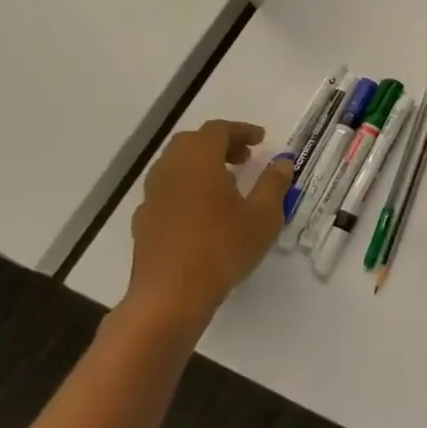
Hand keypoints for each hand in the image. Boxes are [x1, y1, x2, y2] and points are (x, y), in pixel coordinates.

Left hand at [127, 120, 293, 327]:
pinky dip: (187, 188)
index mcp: (199, 160)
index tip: (261, 140)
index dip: (241, 131)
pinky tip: (204, 213)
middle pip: (191, 143)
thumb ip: (274, 184)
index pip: (218, 130)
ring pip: (175, 166)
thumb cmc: (222, 248)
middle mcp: (170, 170)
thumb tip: (282, 162)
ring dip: (201, 166)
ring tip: (227, 185)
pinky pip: (167, 191)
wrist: (169, 297)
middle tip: (244, 159)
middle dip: (219, 145)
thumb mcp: (263, 216)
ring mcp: (152, 196)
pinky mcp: (144, 222)